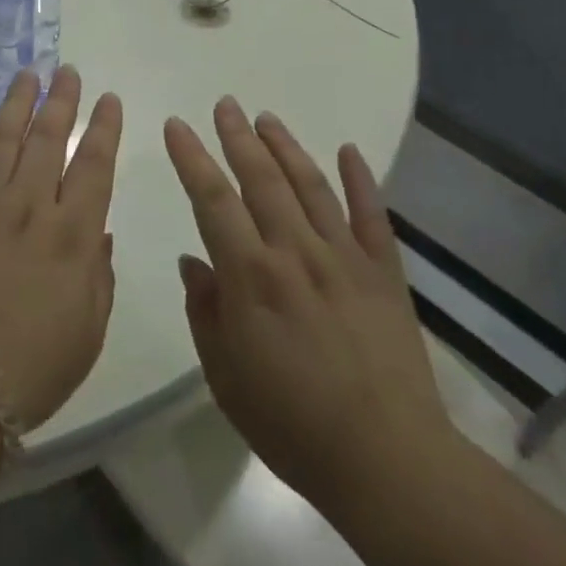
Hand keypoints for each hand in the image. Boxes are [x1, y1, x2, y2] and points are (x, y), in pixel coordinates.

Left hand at [0, 66, 122, 431]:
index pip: (95, 164)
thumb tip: (97, 230)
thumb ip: (98, 273)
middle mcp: (29, 206)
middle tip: (67, 70)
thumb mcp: (89, 329)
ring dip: (16, 103)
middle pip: (49, 139)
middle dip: (61, 100)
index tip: (109, 98)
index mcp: (72, 234)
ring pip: (2, 138)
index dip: (104, 128)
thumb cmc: (33, 366)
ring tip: (27, 75)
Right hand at [165, 99, 455, 510]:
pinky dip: (360, 181)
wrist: (388, 462)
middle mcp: (295, 253)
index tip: (177, 125)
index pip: (212, 199)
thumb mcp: (224, 374)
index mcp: (250, 276)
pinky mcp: (384, 275)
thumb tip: (194, 262)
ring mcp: (344, 259)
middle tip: (225, 103)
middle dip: (238, 137)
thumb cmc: (291, 424)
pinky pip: (371, 217)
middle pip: (261, 180)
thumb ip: (205, 311)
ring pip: (310, 187)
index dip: (191, 158)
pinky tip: (348, 152)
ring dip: (286, 148)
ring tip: (266, 117)